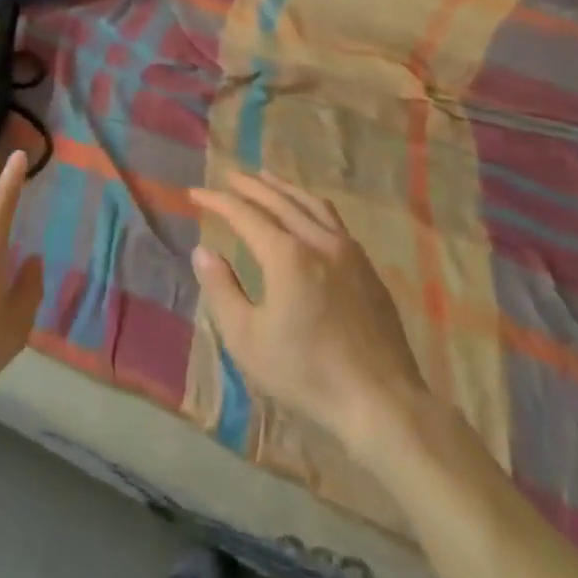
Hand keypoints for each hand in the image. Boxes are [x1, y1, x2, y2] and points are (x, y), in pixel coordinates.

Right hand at [193, 170, 426, 449]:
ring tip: (266, 178)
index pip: (244, 214)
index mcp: (286, 255)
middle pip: (279, 200)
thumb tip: (203, 252)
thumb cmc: (307, 373)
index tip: (195, 193)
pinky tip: (308, 212)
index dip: (217, 201)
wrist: (382, 402)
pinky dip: (310, 205)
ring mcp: (348, 251)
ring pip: (311, 204)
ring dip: (283, 188)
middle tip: (228, 174)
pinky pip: (333, 219)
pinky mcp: (367, 268)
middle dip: (250, 185)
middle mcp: (318, 241)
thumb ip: (222, 290)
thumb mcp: (248, 339)